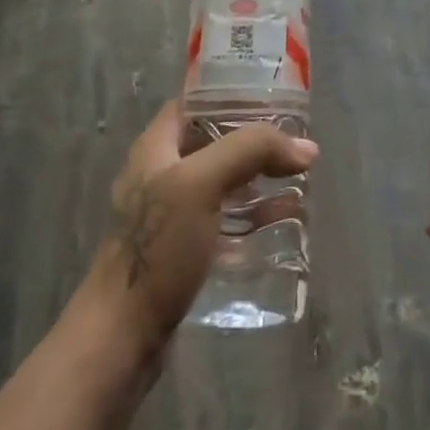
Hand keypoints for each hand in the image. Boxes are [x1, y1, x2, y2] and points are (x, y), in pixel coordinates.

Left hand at [69, 101, 317, 369]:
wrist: (123, 335)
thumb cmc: (158, 248)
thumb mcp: (201, 183)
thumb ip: (250, 151)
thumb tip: (306, 147)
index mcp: (156, 148)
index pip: (194, 103)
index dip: (231, 94)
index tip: (275, 98)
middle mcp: (162, 175)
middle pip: (214, 142)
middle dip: (256, 140)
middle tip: (297, 142)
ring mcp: (173, 215)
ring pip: (224, 182)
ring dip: (260, 178)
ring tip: (300, 178)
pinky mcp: (185, 250)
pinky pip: (227, 220)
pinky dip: (255, 215)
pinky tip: (285, 220)